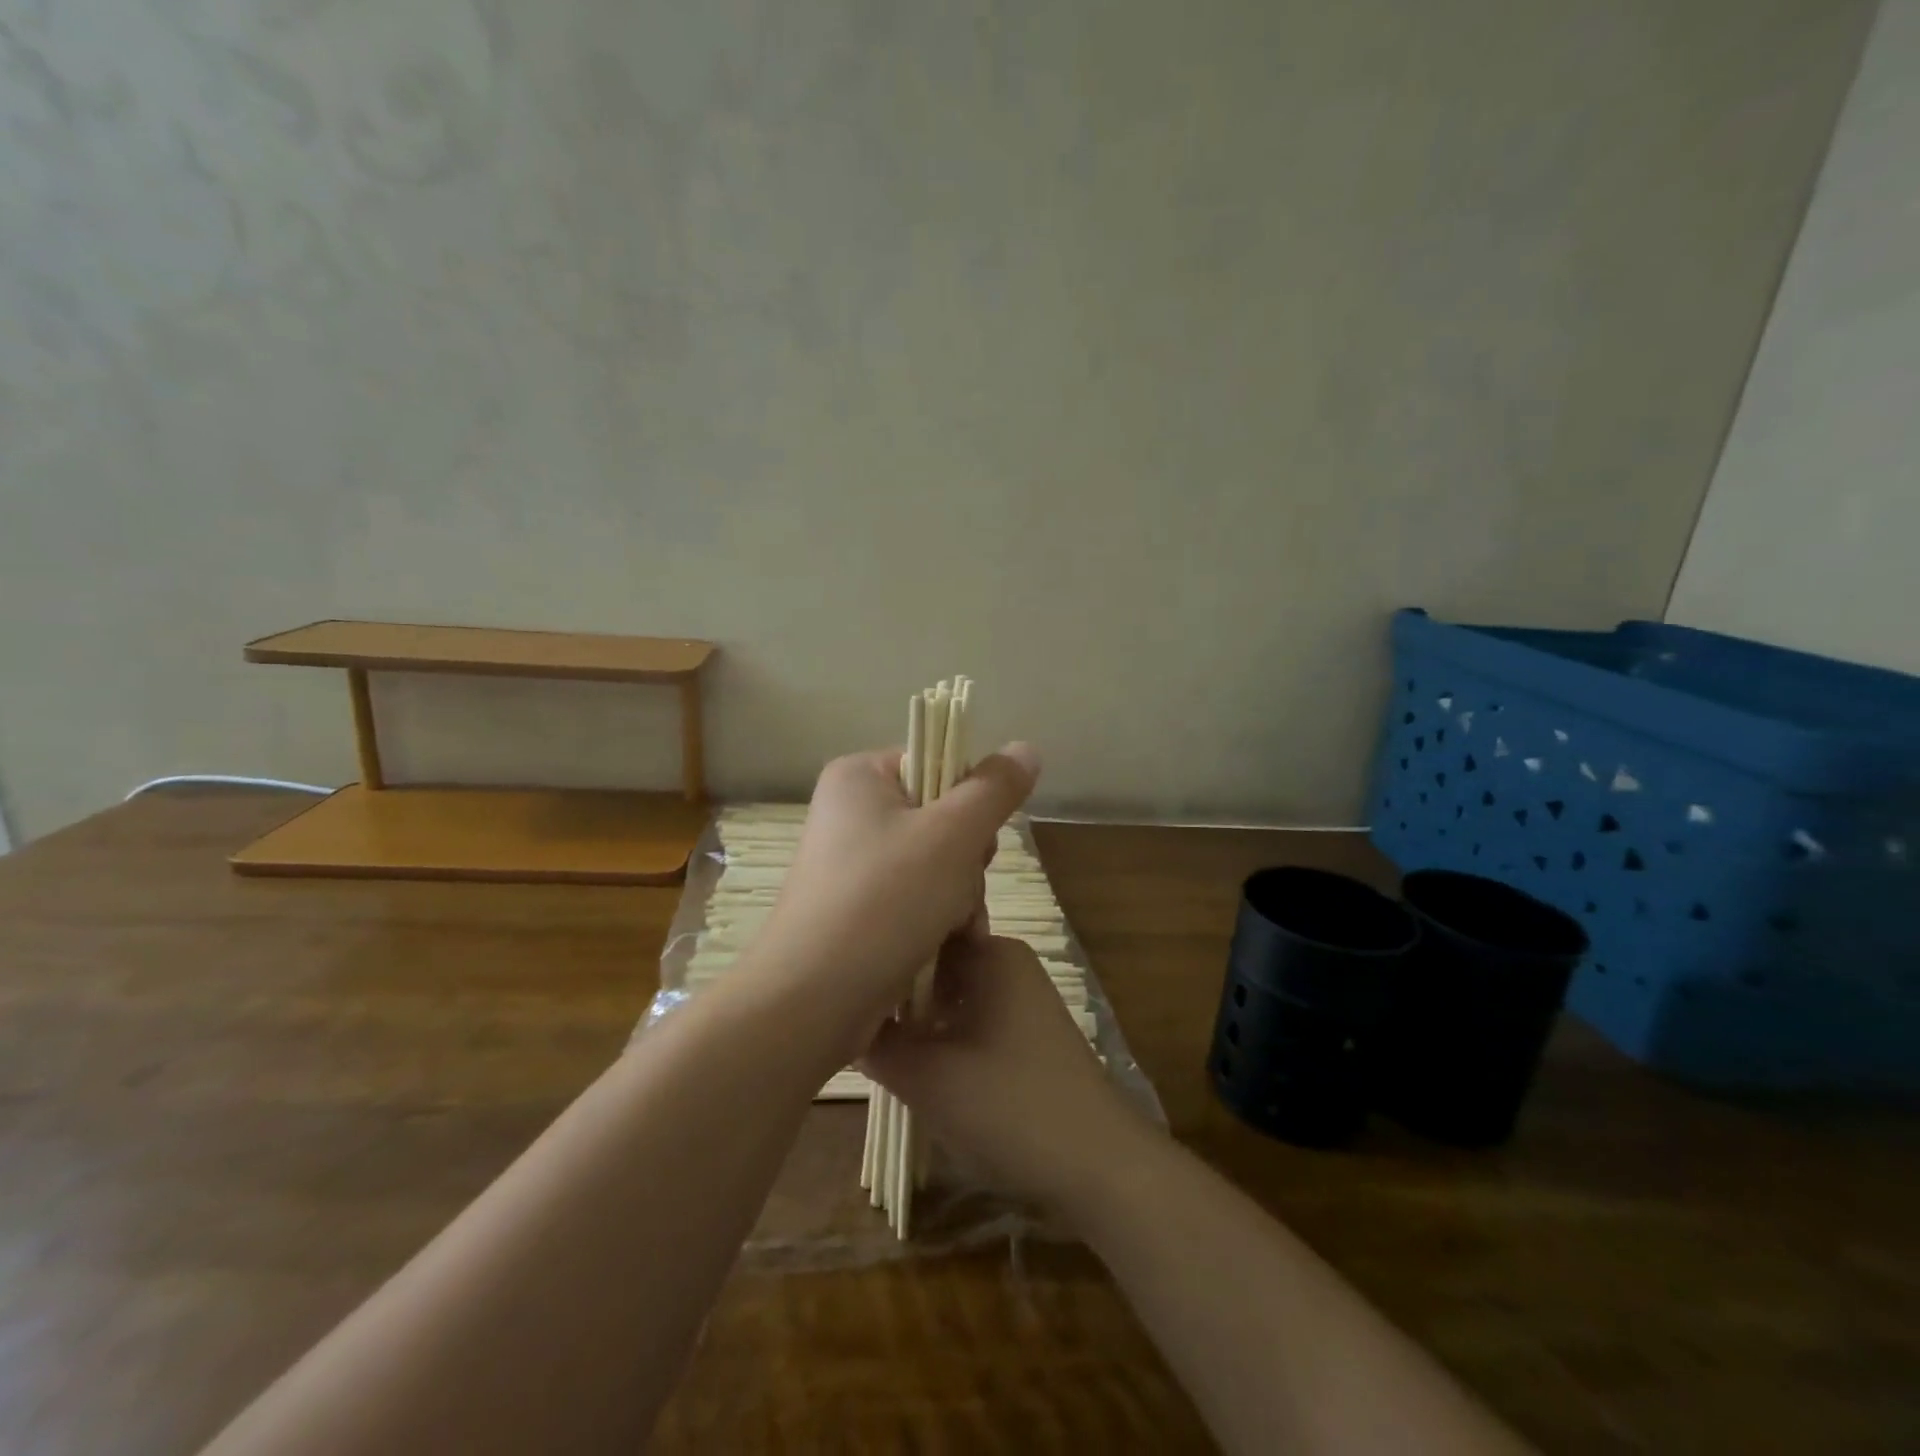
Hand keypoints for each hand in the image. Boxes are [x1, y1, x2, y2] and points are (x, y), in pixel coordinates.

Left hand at [757, 742, 1040, 1031]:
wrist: (811, 1002)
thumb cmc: (883, 901)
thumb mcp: (952, 836)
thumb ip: (994, 789)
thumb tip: (1026, 748)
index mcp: (860, 777)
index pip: (937, 763)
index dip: (970, 801)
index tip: (976, 840)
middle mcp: (850, 813)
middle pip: (941, 818)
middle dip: (967, 861)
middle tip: (961, 890)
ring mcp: (850, 865)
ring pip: (936, 865)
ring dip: (959, 898)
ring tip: (953, 931)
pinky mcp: (855, 909)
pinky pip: (913, 899)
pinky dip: (935, 922)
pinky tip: (943, 949)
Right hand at [861, 935, 1148, 1216]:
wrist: (1100, 1167)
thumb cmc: (1010, 1107)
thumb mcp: (929, 1078)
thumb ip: (879, 1044)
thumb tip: (844, 1019)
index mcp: (992, 953)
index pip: (922, 929)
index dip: (882, 950)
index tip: (843, 976)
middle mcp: (1008, 964)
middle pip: (935, 964)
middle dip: (896, 990)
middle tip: (850, 1015)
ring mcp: (1021, 999)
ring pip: (950, 996)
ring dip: (917, 1019)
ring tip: (873, 1041)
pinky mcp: (1026, 1035)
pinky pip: (971, 1020)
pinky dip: (942, 1037)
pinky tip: (915, 1065)